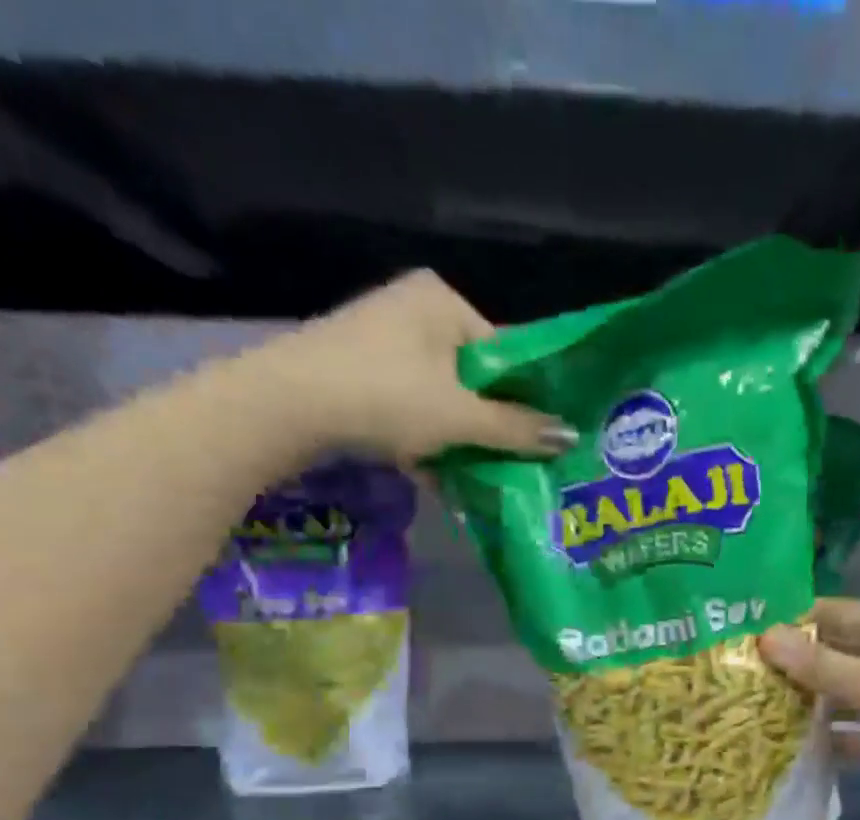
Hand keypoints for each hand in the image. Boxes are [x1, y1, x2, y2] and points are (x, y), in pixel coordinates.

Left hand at [260, 271, 574, 465]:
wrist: (288, 405)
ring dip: (458, 441)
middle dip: (490, 425)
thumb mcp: (460, 417)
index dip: (525, 397)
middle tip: (513, 462)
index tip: (541, 437)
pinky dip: (425, 441)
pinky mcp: (357, 372)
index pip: (504, 352)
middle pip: (472, 378)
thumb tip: (571, 436)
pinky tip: (439, 479)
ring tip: (480, 479)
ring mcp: (380, 341)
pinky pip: (409, 408)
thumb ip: (517, 428)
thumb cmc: (387, 396)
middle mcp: (413, 310)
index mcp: (443, 301)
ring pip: (440, 398)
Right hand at [758, 598, 859, 819]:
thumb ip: (819, 664)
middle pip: (839, 656)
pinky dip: (829, 741)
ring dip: (810, 705)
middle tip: (744, 673)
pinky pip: (855, 737)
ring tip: (756, 709)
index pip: (839, 613)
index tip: (750, 629)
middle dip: (797, 664)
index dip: (797, 618)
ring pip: (844, 698)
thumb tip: (764, 638)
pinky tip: (789, 747)